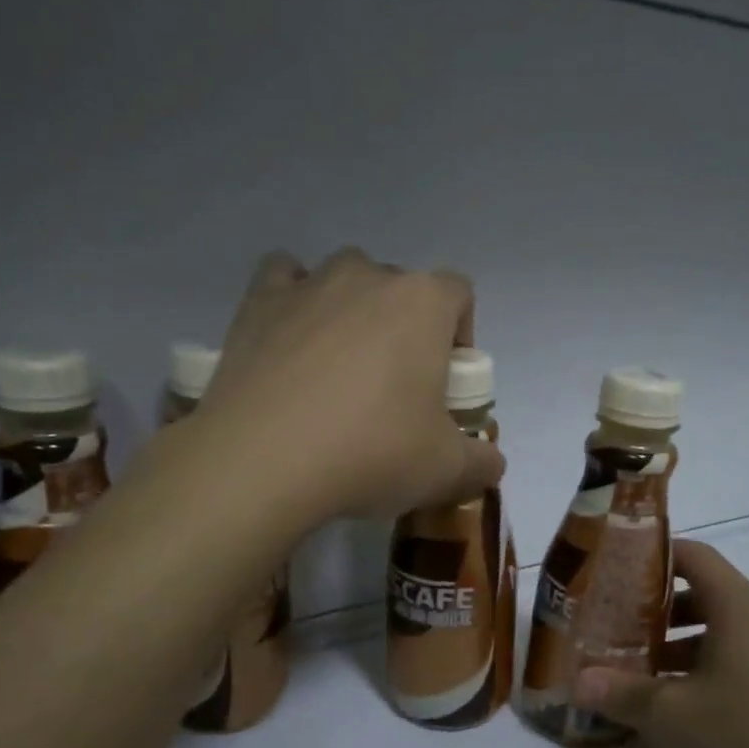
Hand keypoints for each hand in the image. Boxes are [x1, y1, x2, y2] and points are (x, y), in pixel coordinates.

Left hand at [199, 249, 505, 523]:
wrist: (264, 461)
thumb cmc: (370, 453)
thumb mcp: (444, 471)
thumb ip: (481, 462)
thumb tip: (491, 463)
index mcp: (423, 303)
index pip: (458, 294)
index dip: (458, 334)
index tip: (444, 381)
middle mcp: (368, 276)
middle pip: (401, 287)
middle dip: (404, 328)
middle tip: (392, 388)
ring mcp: (309, 284)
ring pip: (344, 278)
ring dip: (351, 310)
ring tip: (338, 367)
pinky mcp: (257, 302)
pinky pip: (285, 279)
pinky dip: (294, 299)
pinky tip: (290, 339)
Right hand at [575, 541, 748, 747]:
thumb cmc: (744, 743)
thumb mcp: (668, 717)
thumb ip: (620, 692)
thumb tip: (579, 681)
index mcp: (743, 608)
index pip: (695, 556)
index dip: (654, 557)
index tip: (616, 574)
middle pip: (709, 596)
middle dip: (660, 612)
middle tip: (618, 630)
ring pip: (729, 636)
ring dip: (684, 648)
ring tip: (643, 675)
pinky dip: (714, 675)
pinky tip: (685, 713)